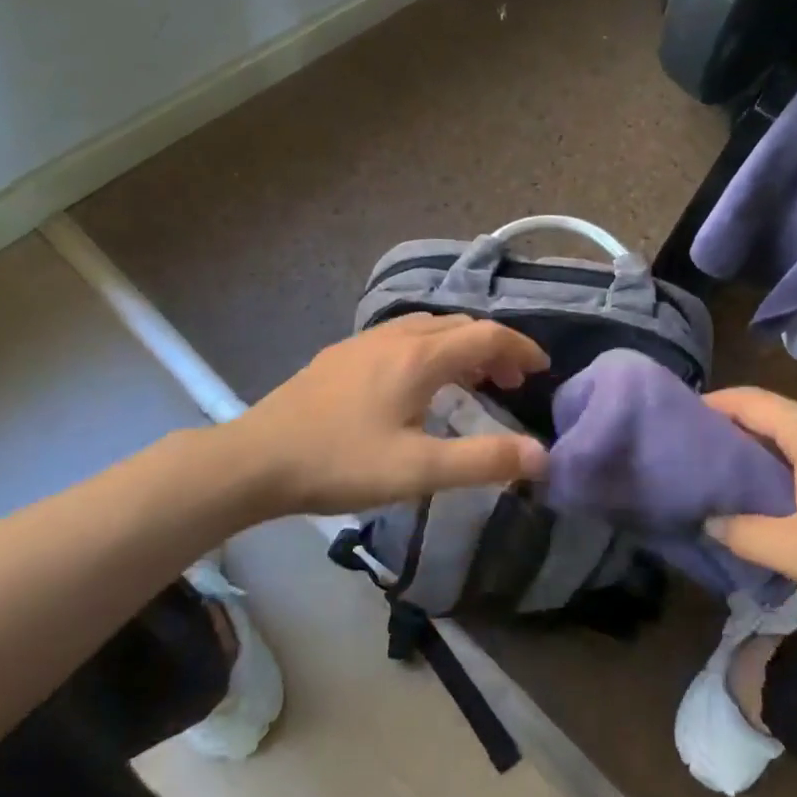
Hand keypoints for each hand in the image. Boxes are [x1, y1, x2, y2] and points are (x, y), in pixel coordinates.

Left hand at [227, 315, 550, 516]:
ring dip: (460, 347)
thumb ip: (484, 461)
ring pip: (427, 328)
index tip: (541, 370)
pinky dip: (429, 350)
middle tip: (510, 383)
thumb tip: (541, 456)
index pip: (485, 335)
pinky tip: (415, 384)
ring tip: (471, 382)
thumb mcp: (418, 470)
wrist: (255, 460)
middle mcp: (394, 337)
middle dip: (493, 348)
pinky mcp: (339, 357)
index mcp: (418, 357)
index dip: (520, 348)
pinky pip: (400, 338)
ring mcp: (362, 343)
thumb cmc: (340, 463)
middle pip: (458, 326)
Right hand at [703, 388, 796, 628]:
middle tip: (688, 451)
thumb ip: (739, 531)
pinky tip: (760, 488)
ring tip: (716, 471)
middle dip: (725, 426)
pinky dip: (776, 458)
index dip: (708, 406)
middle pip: (766, 410)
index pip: (747, 400)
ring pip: (787, 429)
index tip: (674, 423)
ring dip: (751, 445)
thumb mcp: (792, 551)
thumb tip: (706, 519)